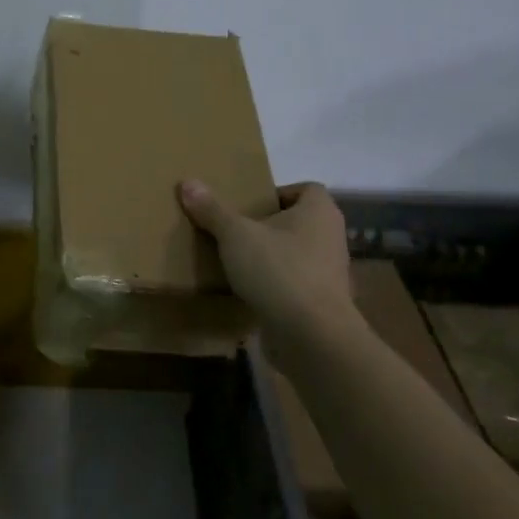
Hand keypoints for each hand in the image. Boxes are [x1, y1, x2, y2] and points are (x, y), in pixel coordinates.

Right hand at [179, 180, 351, 334]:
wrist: (312, 336)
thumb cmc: (279, 271)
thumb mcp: (236, 235)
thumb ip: (212, 210)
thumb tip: (188, 182)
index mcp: (319, 211)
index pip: (306, 189)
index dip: (278, 193)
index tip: (249, 205)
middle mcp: (331, 237)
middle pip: (299, 222)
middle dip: (269, 226)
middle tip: (235, 230)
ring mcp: (329, 273)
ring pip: (297, 254)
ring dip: (271, 257)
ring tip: (237, 262)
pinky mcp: (322, 304)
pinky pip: (295, 284)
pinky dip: (275, 286)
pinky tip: (249, 292)